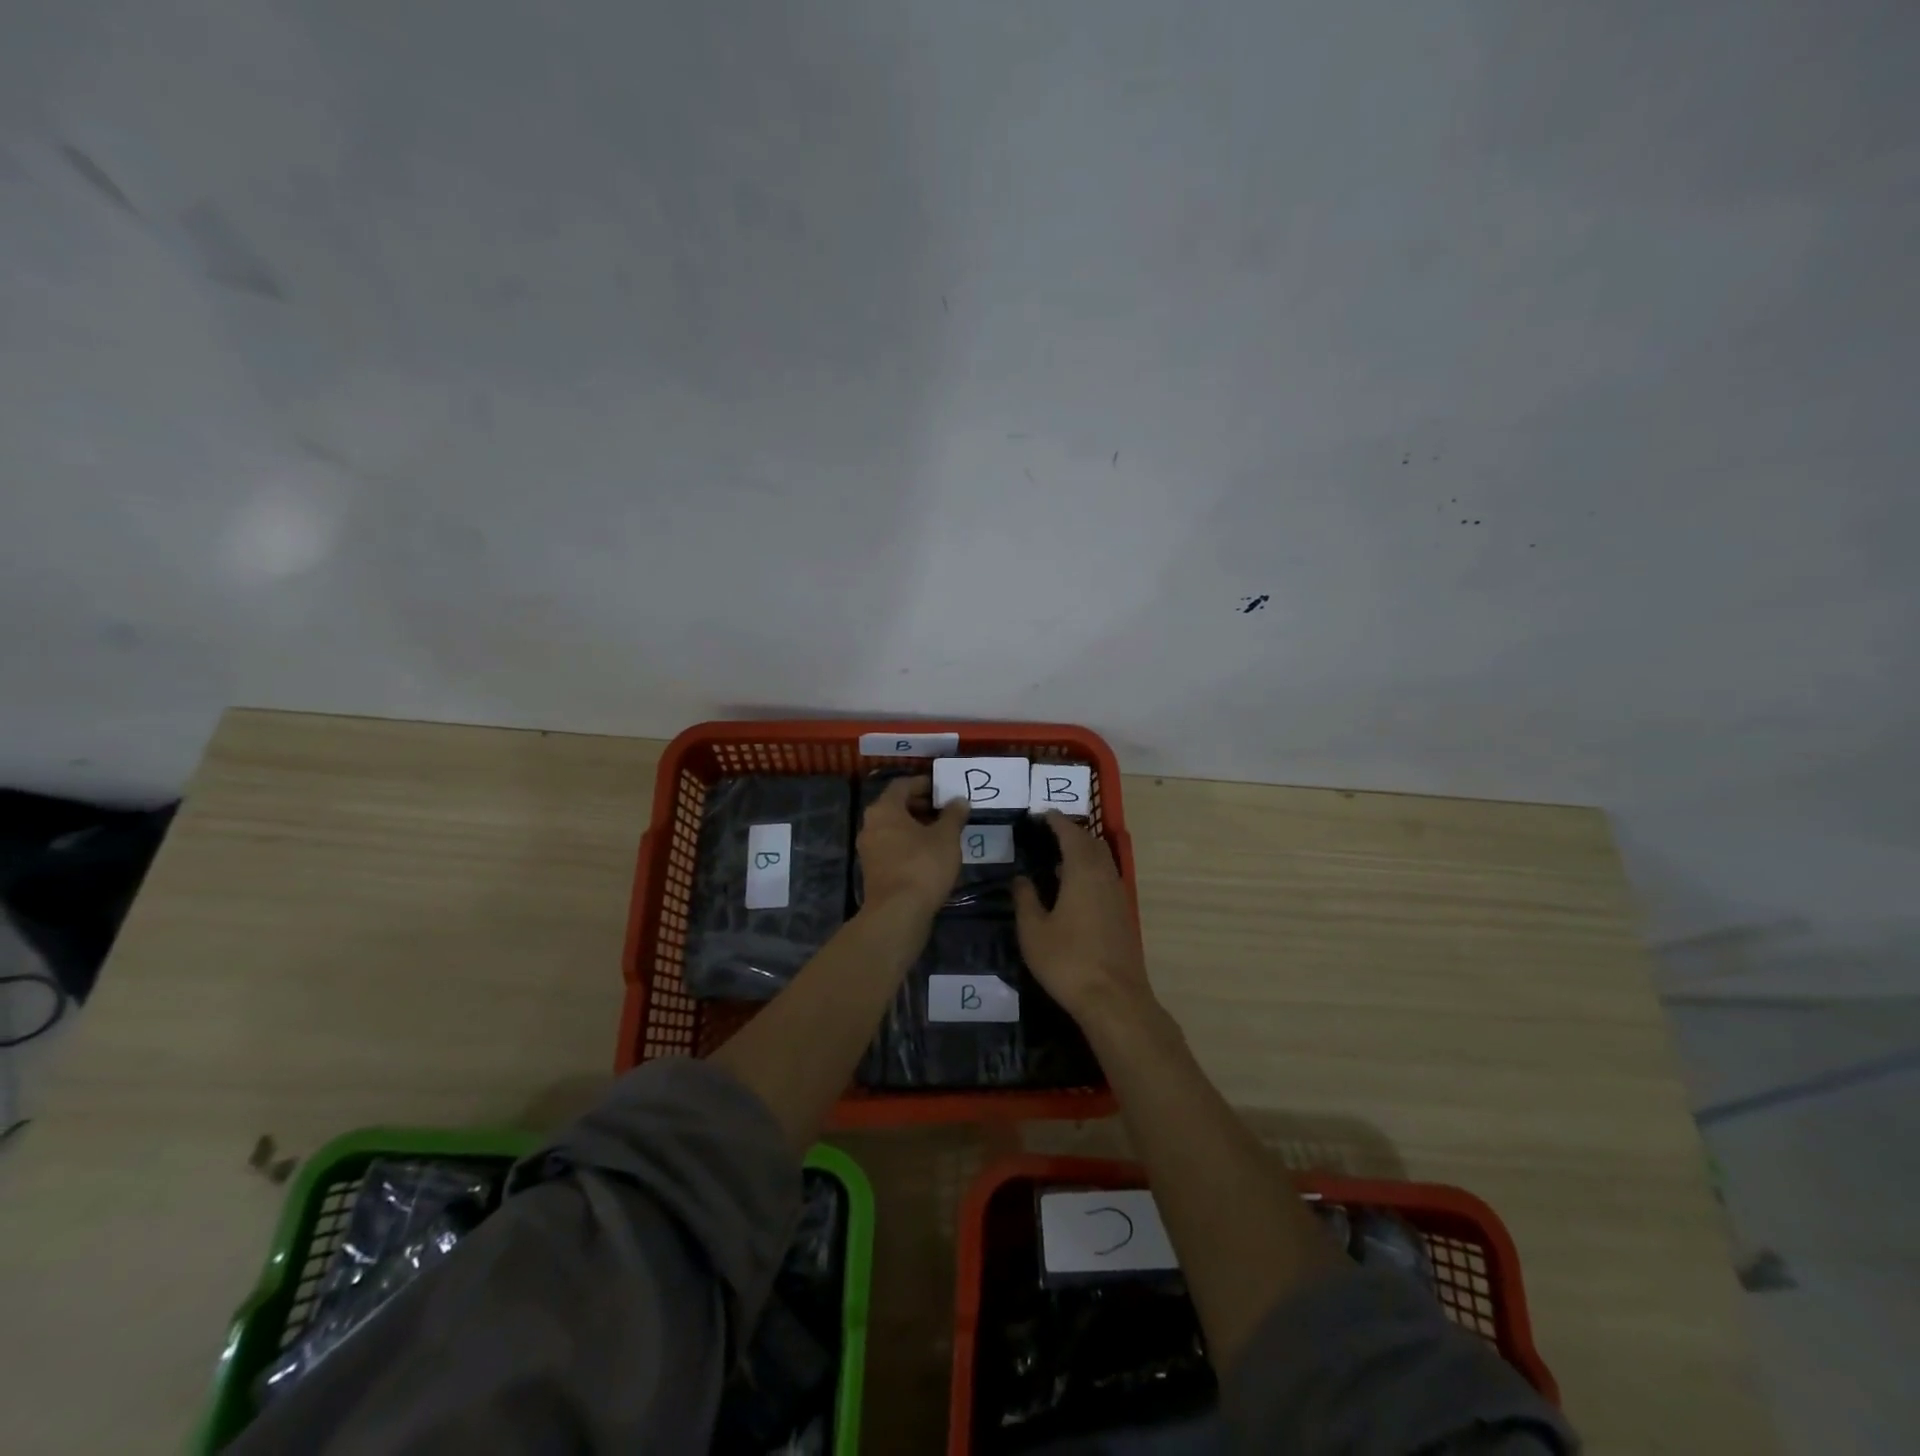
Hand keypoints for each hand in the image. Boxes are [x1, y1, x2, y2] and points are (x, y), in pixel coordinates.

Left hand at [857, 776, 967, 918]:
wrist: (898, 912)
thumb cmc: (923, 865)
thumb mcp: (946, 837)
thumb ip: (953, 815)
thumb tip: (959, 800)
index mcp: (884, 809)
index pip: (903, 784)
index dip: (924, 784)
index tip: (944, 789)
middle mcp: (870, 825)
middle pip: (896, 806)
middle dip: (921, 805)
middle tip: (946, 811)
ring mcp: (869, 849)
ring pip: (894, 828)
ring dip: (916, 827)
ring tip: (942, 833)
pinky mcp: (873, 871)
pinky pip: (892, 847)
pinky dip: (909, 844)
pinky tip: (930, 854)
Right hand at [1012, 814, 1155, 1027]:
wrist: (1114, 999)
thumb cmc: (1067, 961)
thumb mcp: (1033, 931)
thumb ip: (1026, 899)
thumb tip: (1021, 878)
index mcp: (1083, 872)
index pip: (1071, 834)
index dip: (1057, 821)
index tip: (1043, 814)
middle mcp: (1105, 876)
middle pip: (1091, 843)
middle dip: (1072, 833)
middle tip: (1049, 833)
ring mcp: (1118, 895)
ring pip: (1102, 861)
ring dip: (1084, 852)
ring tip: (1059, 856)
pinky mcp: (1123, 914)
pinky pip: (1106, 878)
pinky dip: (1091, 870)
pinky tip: (1075, 887)